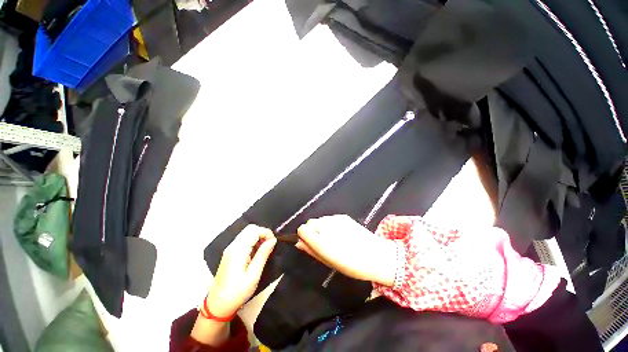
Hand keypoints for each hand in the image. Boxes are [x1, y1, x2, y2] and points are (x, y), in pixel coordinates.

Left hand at [205, 225, 276, 316]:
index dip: (267, 233)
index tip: (274, 243)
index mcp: (238, 250)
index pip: (254, 230)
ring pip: (247, 233)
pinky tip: (256, 252)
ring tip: (265, 249)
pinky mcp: (230, 253)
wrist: (217, 306)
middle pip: (250, 228)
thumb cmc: (237, 292)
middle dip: (263, 233)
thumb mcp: (253, 275)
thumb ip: (263, 255)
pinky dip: (253, 241)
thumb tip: (273, 240)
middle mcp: (233, 246)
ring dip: (258, 237)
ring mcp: (230, 249)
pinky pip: (243, 240)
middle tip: (270, 245)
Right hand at [296, 215, 395, 285]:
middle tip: (324, 241)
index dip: (305, 236)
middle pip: (311, 222)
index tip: (310, 242)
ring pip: (321, 219)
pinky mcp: (343, 216)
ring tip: (335, 237)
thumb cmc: (351, 265)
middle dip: (313, 230)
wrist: (376, 255)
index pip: (302, 229)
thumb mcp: (329, 262)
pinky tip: (342, 232)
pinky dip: (332, 224)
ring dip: (322, 227)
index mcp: (321, 242)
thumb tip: (299, 243)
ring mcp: (335, 219)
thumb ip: (311, 251)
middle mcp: (326, 227)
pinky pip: (331, 218)